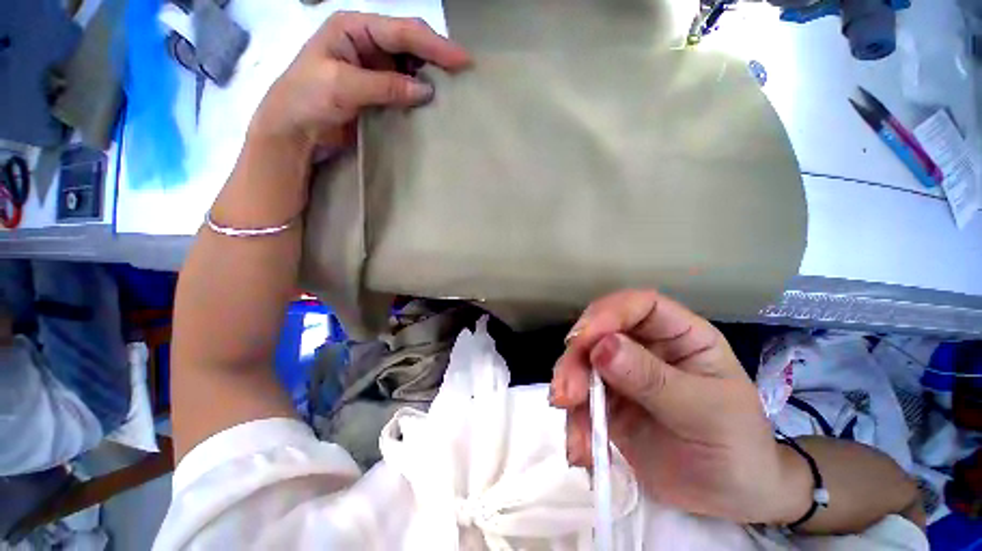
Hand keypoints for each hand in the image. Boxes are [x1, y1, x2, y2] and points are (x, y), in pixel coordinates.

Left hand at [250, 12, 470, 153]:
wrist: (293, 131)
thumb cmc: (306, 99)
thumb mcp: (343, 86)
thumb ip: (385, 85)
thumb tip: (427, 90)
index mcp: (354, 28)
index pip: (402, 32)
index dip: (434, 45)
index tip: (462, 60)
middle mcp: (366, 43)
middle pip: (409, 43)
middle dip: (436, 56)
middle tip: (463, 72)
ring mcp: (373, 68)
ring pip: (410, 65)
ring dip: (430, 75)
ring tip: (454, 86)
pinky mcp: (377, 92)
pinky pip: (404, 88)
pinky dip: (419, 94)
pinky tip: (433, 101)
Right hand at [551, 290, 801, 524]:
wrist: (731, 500)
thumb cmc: (737, 448)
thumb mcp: (705, 412)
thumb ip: (652, 378)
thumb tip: (602, 346)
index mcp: (679, 335)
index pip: (639, 305)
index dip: (608, 314)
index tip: (584, 340)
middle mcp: (644, 347)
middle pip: (598, 333)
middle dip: (577, 360)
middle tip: (566, 394)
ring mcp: (621, 374)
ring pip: (581, 364)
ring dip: (569, 391)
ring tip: (577, 439)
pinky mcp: (606, 402)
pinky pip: (579, 400)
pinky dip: (575, 424)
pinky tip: (582, 453)